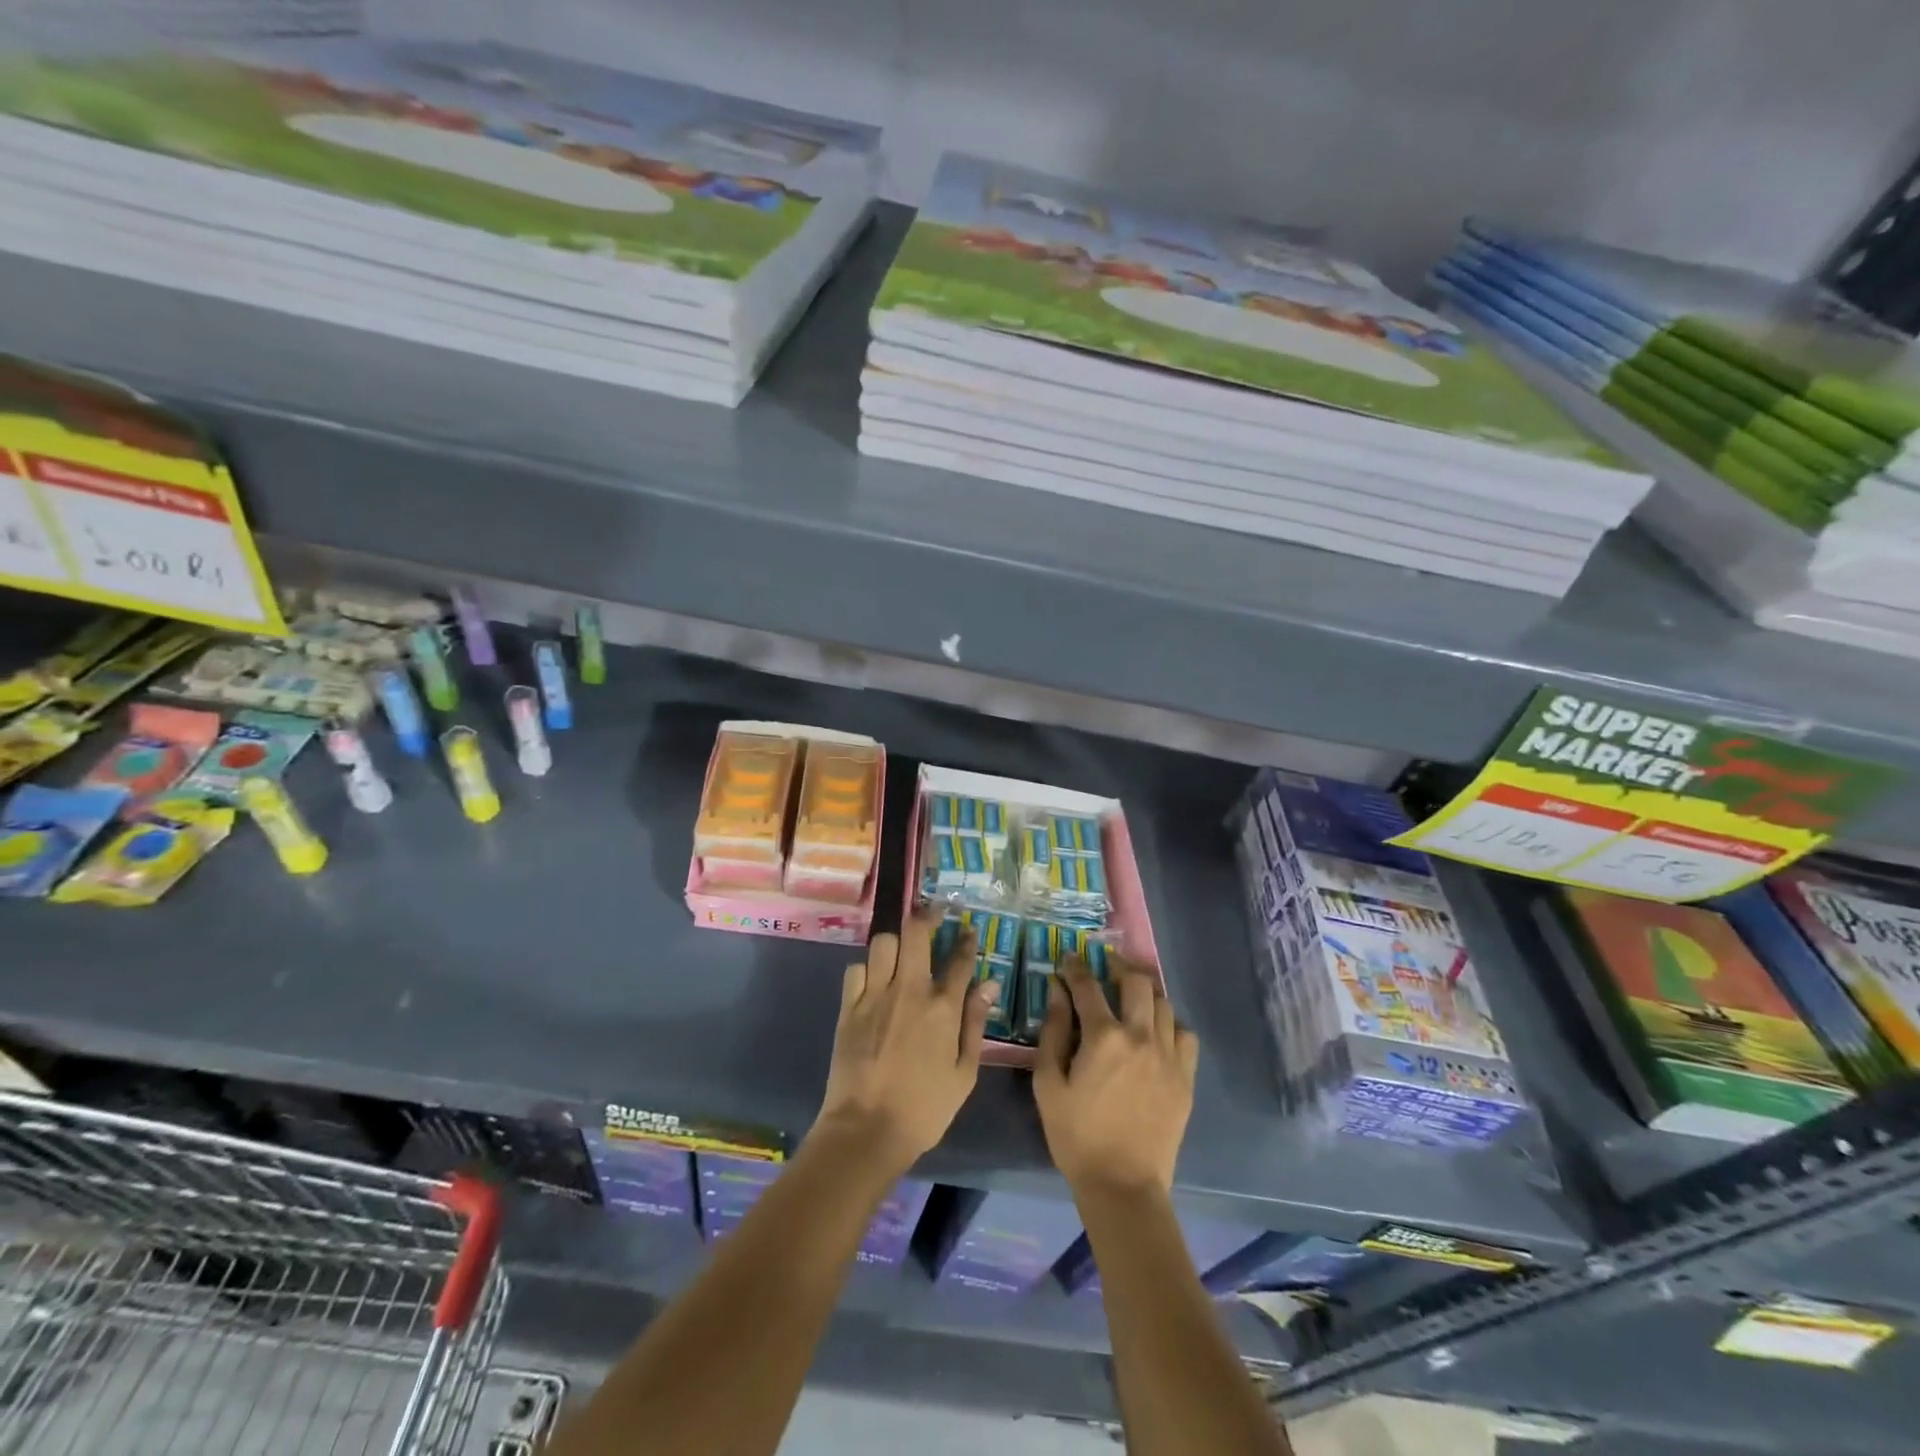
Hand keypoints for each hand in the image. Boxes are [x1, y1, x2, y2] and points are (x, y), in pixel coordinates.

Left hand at [815, 912, 995, 1174]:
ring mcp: (875, 995)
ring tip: (901, 952)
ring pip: (883, 943)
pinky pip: (856, 969)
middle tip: (933, 915)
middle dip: (927, 916)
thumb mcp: (964, 1074)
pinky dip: (866, 969)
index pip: (959, 959)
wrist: (867, 1130)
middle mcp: (909, 990)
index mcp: (942, 1008)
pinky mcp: (848, 1007)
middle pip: (916, 932)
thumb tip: (989, 985)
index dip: (966, 940)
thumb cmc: (924, 1109)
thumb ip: (975, 1024)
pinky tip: (873, 981)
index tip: (968, 930)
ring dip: (895, 943)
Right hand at [1034, 953, 1198, 1197]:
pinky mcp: (1185, 1077)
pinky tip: (1156, 1033)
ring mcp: (1168, 1056)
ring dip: (1145, 993)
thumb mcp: (1048, 1084)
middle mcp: (1140, 1036)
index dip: (1076, 967)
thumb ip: (1053, 1032)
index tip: (1069, 959)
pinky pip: (1185, 1034)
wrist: (1123, 1185)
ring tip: (1131, 997)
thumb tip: (1056, 991)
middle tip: (1106, 965)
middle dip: (1118, 966)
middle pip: (1136, 982)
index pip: (1088, 986)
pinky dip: (1170, 1025)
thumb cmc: (1076, 1136)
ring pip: (1163, 1004)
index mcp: (1103, 1037)